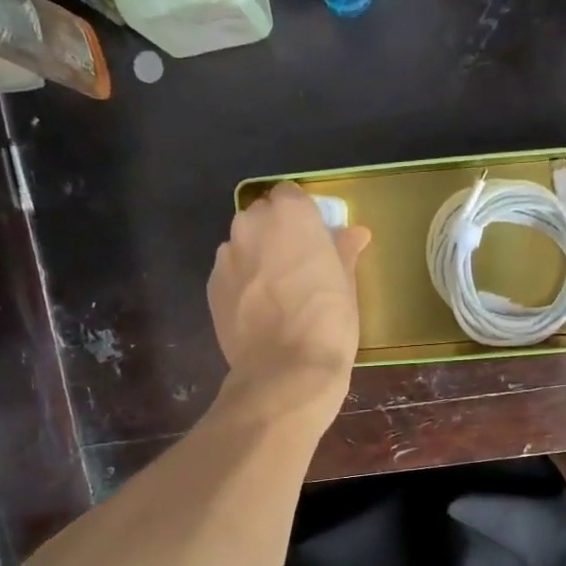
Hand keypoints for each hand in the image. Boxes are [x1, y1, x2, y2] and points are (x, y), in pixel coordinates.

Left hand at [208, 183, 370, 425]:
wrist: (285, 371)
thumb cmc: (327, 321)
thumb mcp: (346, 284)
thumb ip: (344, 251)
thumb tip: (354, 233)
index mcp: (289, 214)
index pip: (290, 195)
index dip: (301, 216)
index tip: (313, 239)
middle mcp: (250, 225)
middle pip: (261, 217)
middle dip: (276, 234)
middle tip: (296, 266)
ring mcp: (226, 256)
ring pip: (243, 246)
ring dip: (256, 258)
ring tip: (276, 293)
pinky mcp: (211, 287)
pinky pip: (230, 274)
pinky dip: (242, 284)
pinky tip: (259, 311)